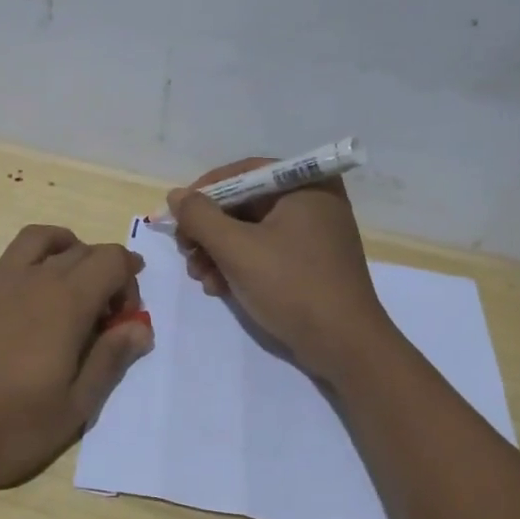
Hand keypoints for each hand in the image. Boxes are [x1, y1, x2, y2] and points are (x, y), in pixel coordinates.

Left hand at [0, 223, 152, 488]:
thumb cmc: (1, 426)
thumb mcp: (71, 410)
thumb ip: (108, 363)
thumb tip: (141, 328)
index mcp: (67, 305)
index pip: (112, 263)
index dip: (129, 281)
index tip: (124, 318)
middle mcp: (31, 281)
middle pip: (77, 251)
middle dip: (101, 268)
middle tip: (101, 307)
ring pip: (30, 241)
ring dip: (55, 241)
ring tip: (64, 257)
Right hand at [169, 159, 396, 382]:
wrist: (344, 346)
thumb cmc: (292, 286)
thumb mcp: (236, 249)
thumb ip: (200, 217)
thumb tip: (175, 196)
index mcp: (306, 185)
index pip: (243, 173)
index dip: (204, 192)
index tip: (176, 216)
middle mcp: (313, 201)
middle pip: (245, 203)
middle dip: (209, 230)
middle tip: (185, 251)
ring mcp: (314, 234)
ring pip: (251, 230)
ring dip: (218, 251)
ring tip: (201, 277)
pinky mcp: (311, 263)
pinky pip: (266, 251)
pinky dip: (239, 265)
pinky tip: (219, 287)